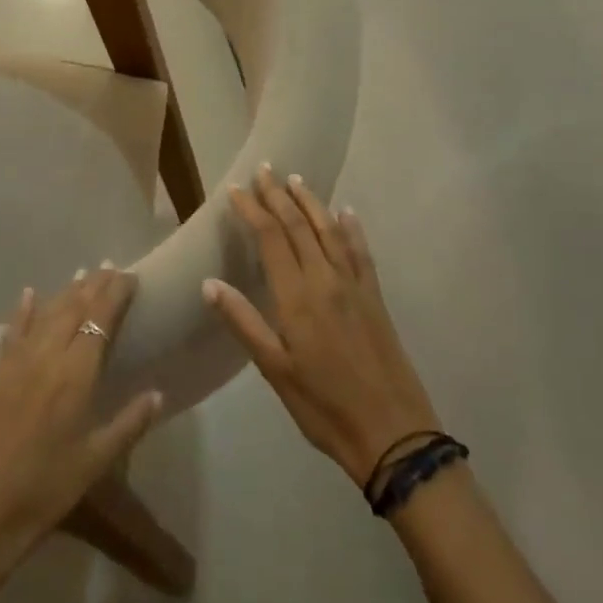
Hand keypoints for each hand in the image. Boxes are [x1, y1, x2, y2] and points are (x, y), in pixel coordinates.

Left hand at [0, 267, 163, 585]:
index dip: (116, 293)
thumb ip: (128, 424)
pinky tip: (29, 294)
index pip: (100, 318)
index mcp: (75, 375)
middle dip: (94, 284)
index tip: (131, 276)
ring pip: (44, 314)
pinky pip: (11, 331)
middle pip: (73, 307)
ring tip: (82, 273)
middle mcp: (45, 356)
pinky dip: (23, 310)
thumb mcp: (94, 465)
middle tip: (111, 267)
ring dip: (65, 292)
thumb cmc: (40, 496)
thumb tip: (158, 392)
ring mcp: (13, 362)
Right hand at [205, 166, 440, 487]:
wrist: (393, 433)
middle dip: (279, 195)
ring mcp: (355, 286)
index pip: (271, 238)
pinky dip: (352, 228)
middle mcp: (326, 280)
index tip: (235, 189)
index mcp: (297, 297)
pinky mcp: (375, 298)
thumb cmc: (324, 407)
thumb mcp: (275, 371)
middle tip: (263, 169)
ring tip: (296, 180)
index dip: (252, 210)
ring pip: (330, 231)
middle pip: (299, 226)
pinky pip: (361, 252)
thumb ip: (244, 322)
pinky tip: (346, 213)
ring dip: (311, 202)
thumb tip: (209, 283)